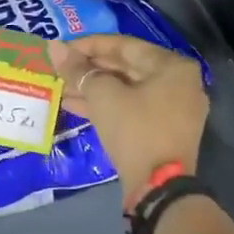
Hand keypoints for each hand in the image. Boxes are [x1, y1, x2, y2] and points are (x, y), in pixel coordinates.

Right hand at [49, 35, 207, 205]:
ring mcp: (174, 109)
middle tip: (59, 68)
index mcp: (173, 66)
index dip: (88, 45)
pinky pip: (132, 108)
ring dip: (93, 88)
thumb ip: (78, 69)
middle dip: (89, 69)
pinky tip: (73, 105)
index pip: (124, 45)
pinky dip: (106, 106)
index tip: (62, 48)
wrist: (159, 188)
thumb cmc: (135, 130)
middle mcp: (179, 83)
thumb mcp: (102, 95)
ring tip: (60, 87)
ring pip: (127, 90)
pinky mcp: (163, 131)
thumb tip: (54, 47)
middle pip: (126, 67)